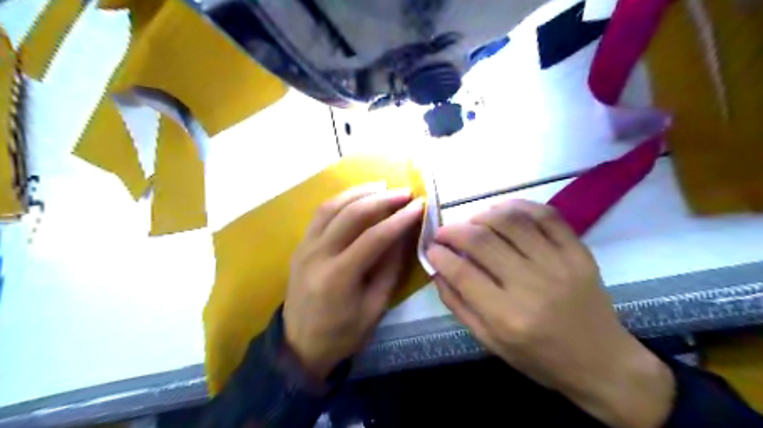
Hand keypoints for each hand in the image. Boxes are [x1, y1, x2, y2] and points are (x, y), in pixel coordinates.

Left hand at [282, 185, 422, 378]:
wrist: (299, 346)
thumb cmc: (342, 334)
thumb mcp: (374, 307)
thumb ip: (389, 268)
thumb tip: (403, 234)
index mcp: (338, 277)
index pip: (374, 237)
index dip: (400, 219)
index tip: (419, 206)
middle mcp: (317, 255)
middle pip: (351, 214)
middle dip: (382, 199)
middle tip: (405, 193)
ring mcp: (304, 247)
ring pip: (331, 206)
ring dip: (359, 192)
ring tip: (382, 186)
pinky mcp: (300, 245)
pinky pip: (320, 214)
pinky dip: (340, 200)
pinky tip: (357, 197)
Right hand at [428, 201, 672, 427]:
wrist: (601, 362)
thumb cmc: (539, 358)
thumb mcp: (490, 341)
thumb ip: (458, 305)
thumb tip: (437, 270)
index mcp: (507, 316)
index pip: (461, 272)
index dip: (439, 254)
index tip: (431, 248)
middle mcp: (531, 286)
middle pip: (482, 241)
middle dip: (453, 230)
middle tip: (444, 232)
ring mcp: (559, 264)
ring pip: (511, 221)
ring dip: (482, 215)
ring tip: (472, 222)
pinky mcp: (578, 252)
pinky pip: (546, 215)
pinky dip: (519, 206)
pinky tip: (503, 211)